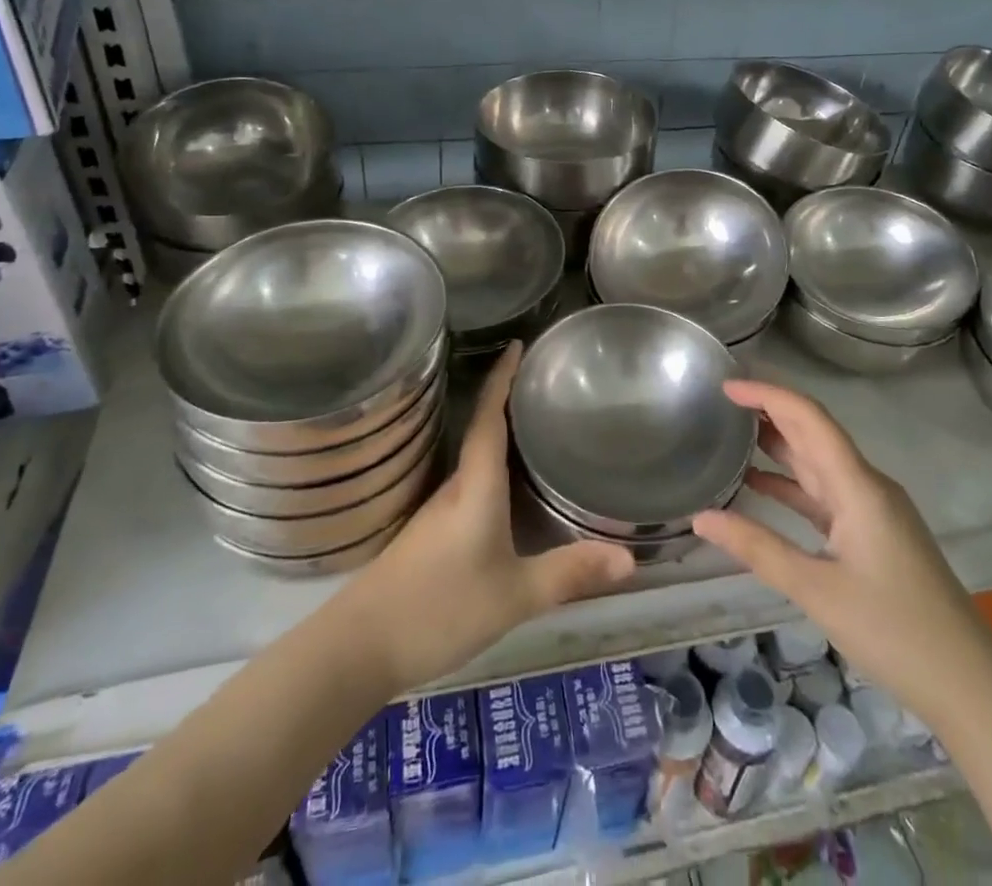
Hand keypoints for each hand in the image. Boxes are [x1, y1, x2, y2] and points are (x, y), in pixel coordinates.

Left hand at [335, 342, 634, 692]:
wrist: (361, 646)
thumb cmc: (440, 608)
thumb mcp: (514, 595)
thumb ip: (569, 573)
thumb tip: (630, 555)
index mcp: (476, 485)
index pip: (489, 417)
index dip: (502, 378)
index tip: (518, 344)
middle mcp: (456, 486)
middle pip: (482, 429)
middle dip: (509, 399)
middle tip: (545, 382)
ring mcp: (439, 511)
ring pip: (475, 458)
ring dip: (500, 433)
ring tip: (536, 424)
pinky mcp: (431, 533)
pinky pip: (469, 483)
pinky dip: (492, 468)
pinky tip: (510, 487)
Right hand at [692, 379, 991, 719]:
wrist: (970, 685)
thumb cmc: (895, 631)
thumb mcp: (817, 590)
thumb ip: (757, 548)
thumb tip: (700, 517)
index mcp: (858, 486)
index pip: (808, 418)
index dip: (767, 394)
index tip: (725, 386)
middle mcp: (866, 485)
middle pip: (812, 432)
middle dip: (768, 410)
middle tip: (719, 402)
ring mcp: (872, 510)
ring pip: (817, 463)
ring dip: (777, 445)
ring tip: (729, 434)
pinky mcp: (872, 534)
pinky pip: (824, 494)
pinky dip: (790, 485)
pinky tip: (758, 487)